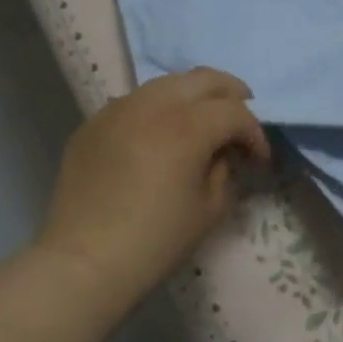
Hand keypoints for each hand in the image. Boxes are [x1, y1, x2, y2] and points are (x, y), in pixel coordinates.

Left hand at [39, 68, 270, 307]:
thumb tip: (221, 152)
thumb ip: (224, 169)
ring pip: (167, 84)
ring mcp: (118, 109)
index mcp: (187, 126)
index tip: (258, 160)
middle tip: (239, 120)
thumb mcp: (210, 208)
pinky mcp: (94, 123)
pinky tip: (158, 138)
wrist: (84, 262)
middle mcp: (152, 105)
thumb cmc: (156, 241)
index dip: (254, 134)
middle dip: (231, 95)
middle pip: (204, 79)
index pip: (235, 112)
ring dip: (192, 98)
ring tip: (200, 123)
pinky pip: (135, 103)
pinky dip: (157, 111)